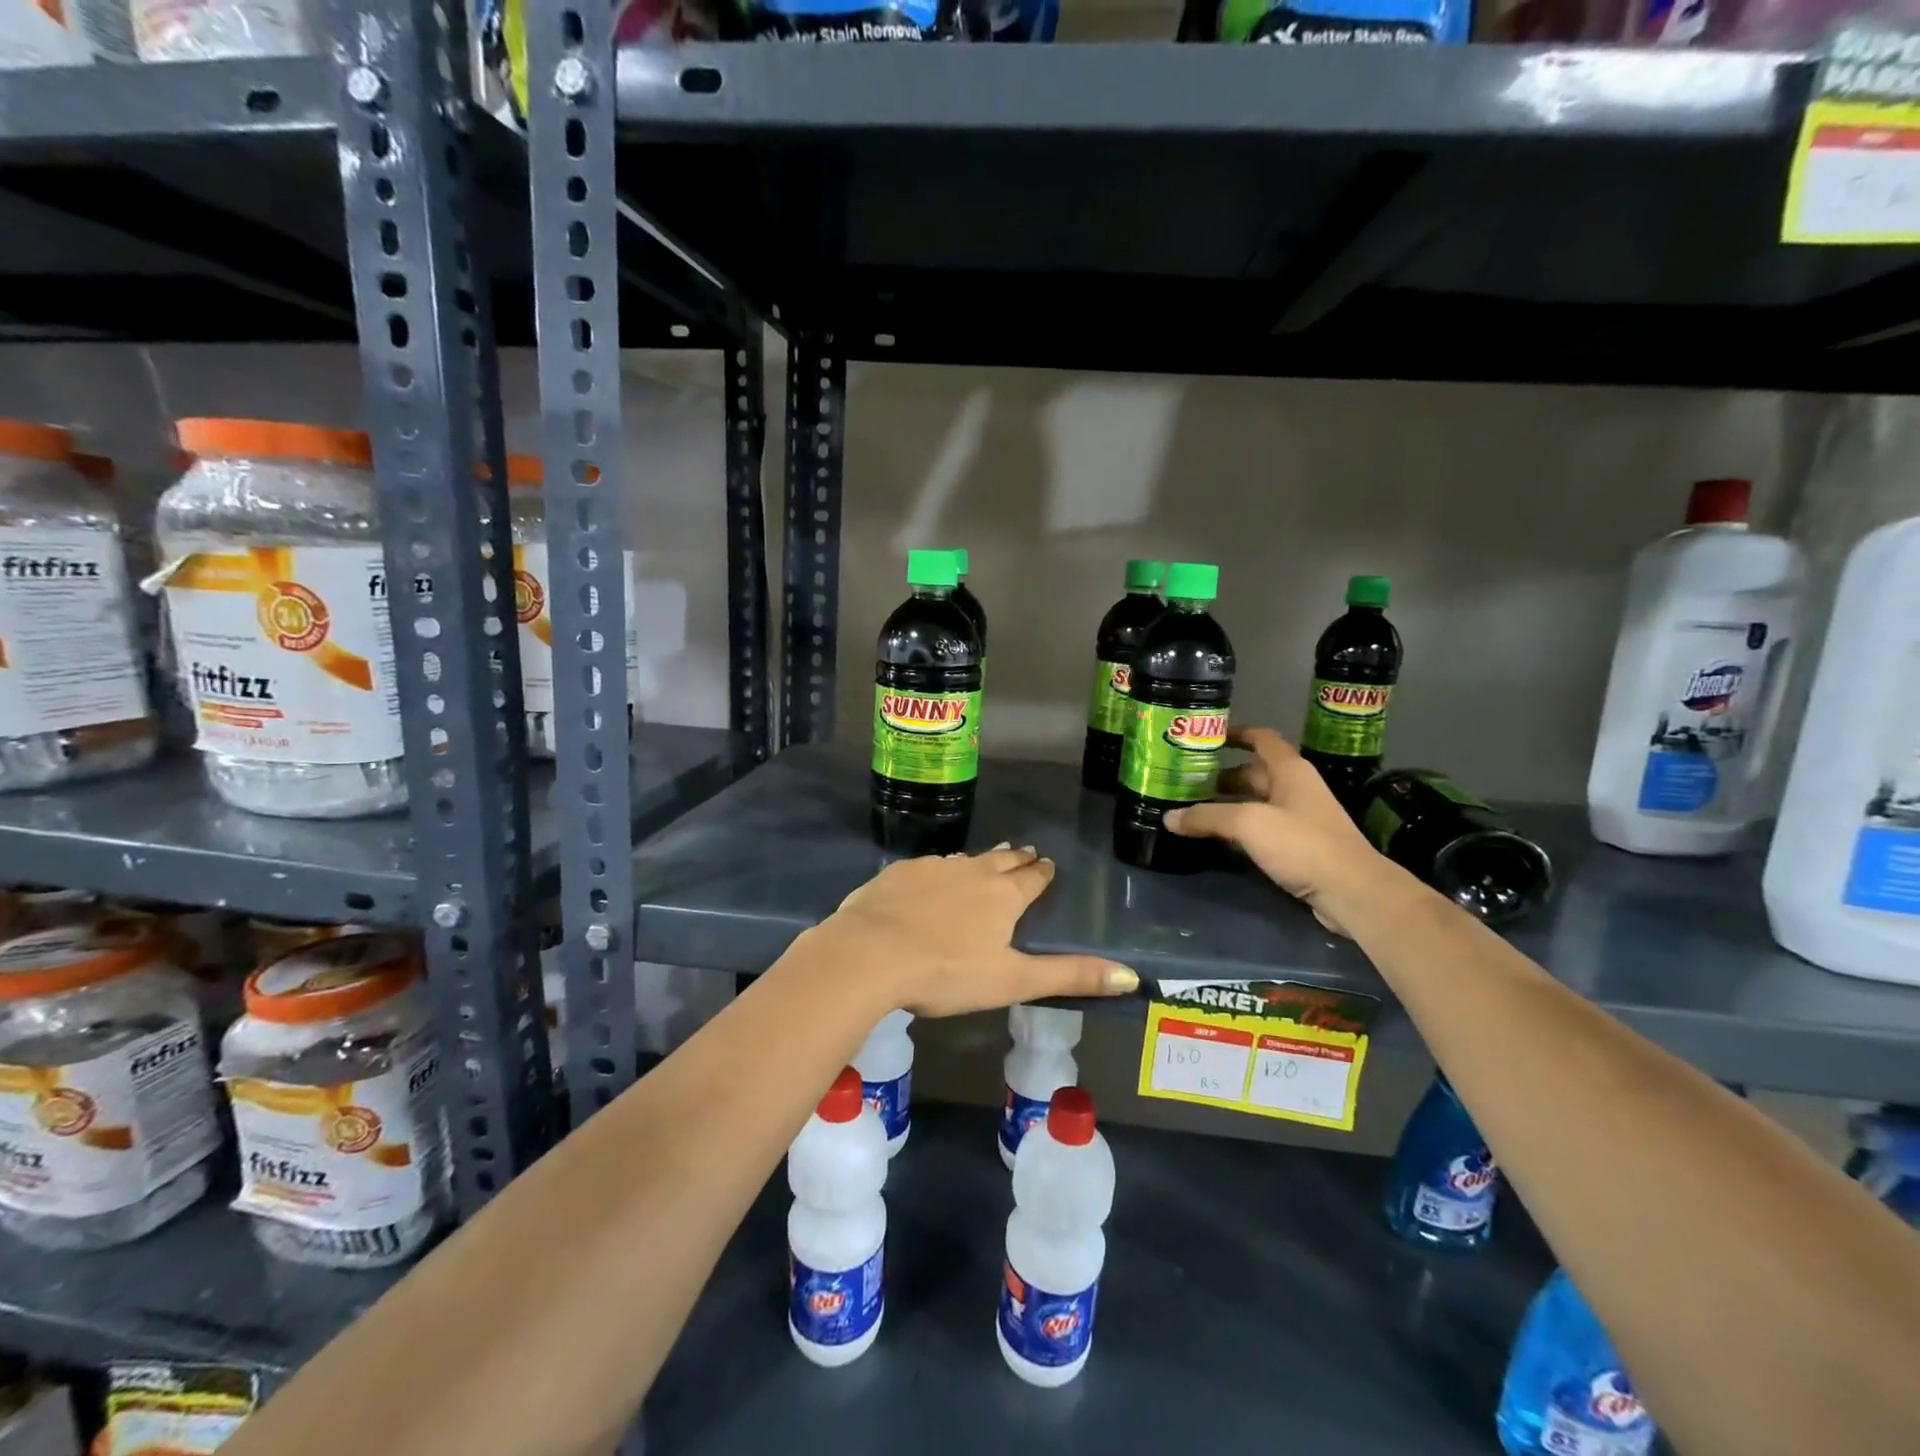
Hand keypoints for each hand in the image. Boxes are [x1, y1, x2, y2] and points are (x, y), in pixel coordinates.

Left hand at [811, 845, 1138, 1017]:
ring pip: (964, 860)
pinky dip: (939, 871)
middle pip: (1002, 860)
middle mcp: (972, 871)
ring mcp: (932, 868)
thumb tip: (1132, 976)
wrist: (870, 953)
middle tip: (1025, 854)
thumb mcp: (1013, 981)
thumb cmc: (947, 972)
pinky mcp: (899, 873)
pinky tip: (931, 879)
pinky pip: (928, 866)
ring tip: (984, 862)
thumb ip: (1070, 977)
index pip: (1032, 878)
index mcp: (1003, 896)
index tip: (1047, 865)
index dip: (1042, 873)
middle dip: (1017, 859)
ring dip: (979, 862)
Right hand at [1166, 726, 1398, 934]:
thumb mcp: (1248, 824)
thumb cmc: (1302, 844)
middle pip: (1253, 774)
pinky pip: (1260, 829)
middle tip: (1184, 781)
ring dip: (1226, 805)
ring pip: (1255, 803)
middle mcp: (1295, 789)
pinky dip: (1237, 830)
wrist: (1352, 892)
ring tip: (1191, 809)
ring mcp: (1298, 819)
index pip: (1261, 739)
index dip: (1235, 734)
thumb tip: (1168, 818)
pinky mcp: (1298, 847)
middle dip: (1220, 775)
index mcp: (1289, 771)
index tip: (1205, 737)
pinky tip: (1215, 839)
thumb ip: (1207, 817)